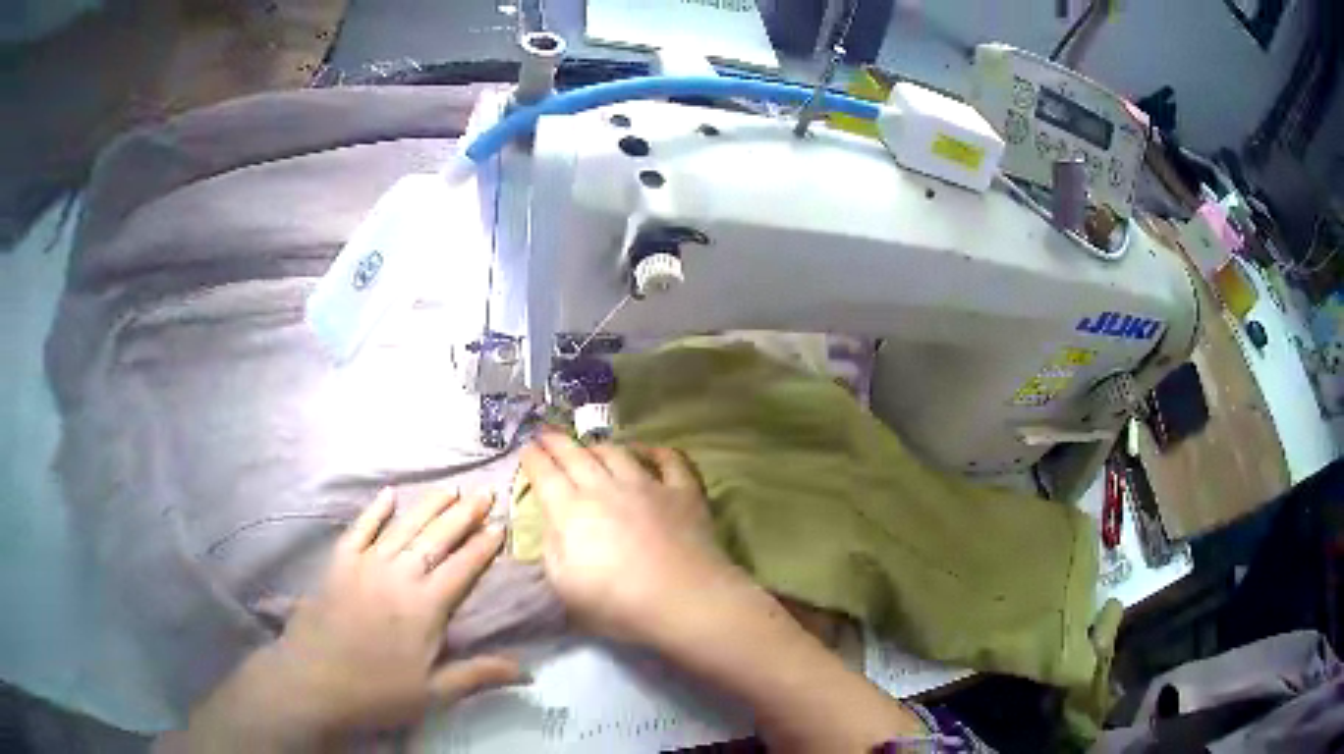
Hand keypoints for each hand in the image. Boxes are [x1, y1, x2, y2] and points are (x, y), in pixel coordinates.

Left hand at [186, 488, 522, 748]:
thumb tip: (528, 672)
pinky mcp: (339, 563)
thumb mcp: (434, 693)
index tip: (501, 525)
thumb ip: (479, 675)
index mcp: (426, 607)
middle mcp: (399, 576)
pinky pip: (360, 528)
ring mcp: (366, 565)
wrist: (314, 681)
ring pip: (403, 527)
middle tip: (485, 492)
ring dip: (428, 506)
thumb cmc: (377, 692)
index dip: (483, 547)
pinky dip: (374, 510)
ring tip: (450, 488)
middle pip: (436, 539)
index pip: (462, 568)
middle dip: (464, 515)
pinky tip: (389, 493)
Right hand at [520, 431, 741, 644]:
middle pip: (576, 456)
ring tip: (589, 446)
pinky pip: (670, 460)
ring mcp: (648, 485)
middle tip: (545, 434)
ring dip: (598, 446)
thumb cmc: (618, 604)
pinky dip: (657, 452)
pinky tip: (649, 452)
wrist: (684, 601)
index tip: (525, 448)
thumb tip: (553, 523)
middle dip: (556, 442)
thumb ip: (552, 549)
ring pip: (618, 452)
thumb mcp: (564, 586)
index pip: (546, 475)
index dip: (533, 459)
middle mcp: (607, 488)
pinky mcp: (683, 491)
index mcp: (573, 512)